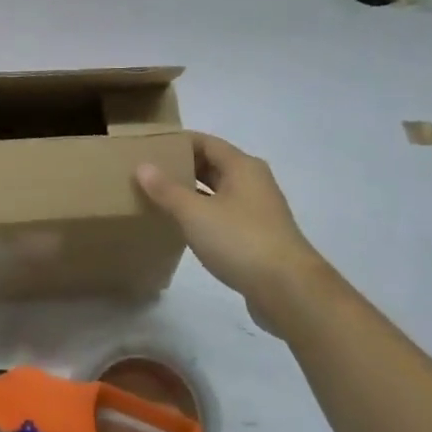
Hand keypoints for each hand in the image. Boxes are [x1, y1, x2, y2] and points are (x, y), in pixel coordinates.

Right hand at [135, 132, 339, 333]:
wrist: (288, 290)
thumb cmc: (240, 241)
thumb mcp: (195, 213)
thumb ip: (167, 190)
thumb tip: (143, 166)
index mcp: (242, 166)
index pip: (206, 142)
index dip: (178, 142)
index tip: (150, 147)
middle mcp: (254, 182)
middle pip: (214, 165)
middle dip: (183, 167)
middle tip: (149, 173)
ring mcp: (258, 210)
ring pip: (219, 192)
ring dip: (193, 193)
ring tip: (159, 198)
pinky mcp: (259, 237)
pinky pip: (225, 215)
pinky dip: (204, 214)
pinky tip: (184, 227)